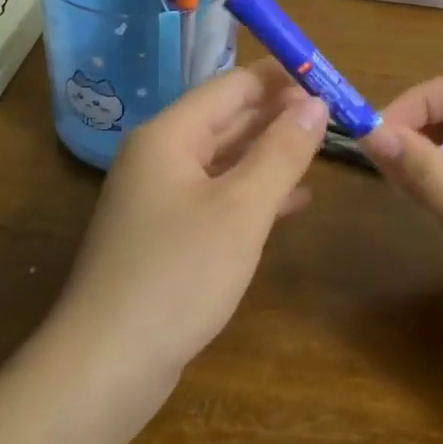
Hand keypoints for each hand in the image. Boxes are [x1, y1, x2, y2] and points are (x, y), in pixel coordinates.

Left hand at [50, 60, 327, 390]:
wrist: (107, 364)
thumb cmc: (178, 275)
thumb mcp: (241, 209)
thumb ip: (281, 152)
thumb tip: (316, 103)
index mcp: (170, 135)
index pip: (232, 86)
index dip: (280, 79)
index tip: (327, 78)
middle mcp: (161, 156)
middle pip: (227, 119)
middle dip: (278, 114)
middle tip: (334, 114)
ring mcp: (161, 197)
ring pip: (225, 159)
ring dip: (270, 153)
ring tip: (321, 148)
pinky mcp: (167, 235)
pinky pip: (219, 197)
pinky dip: (255, 193)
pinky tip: (295, 201)